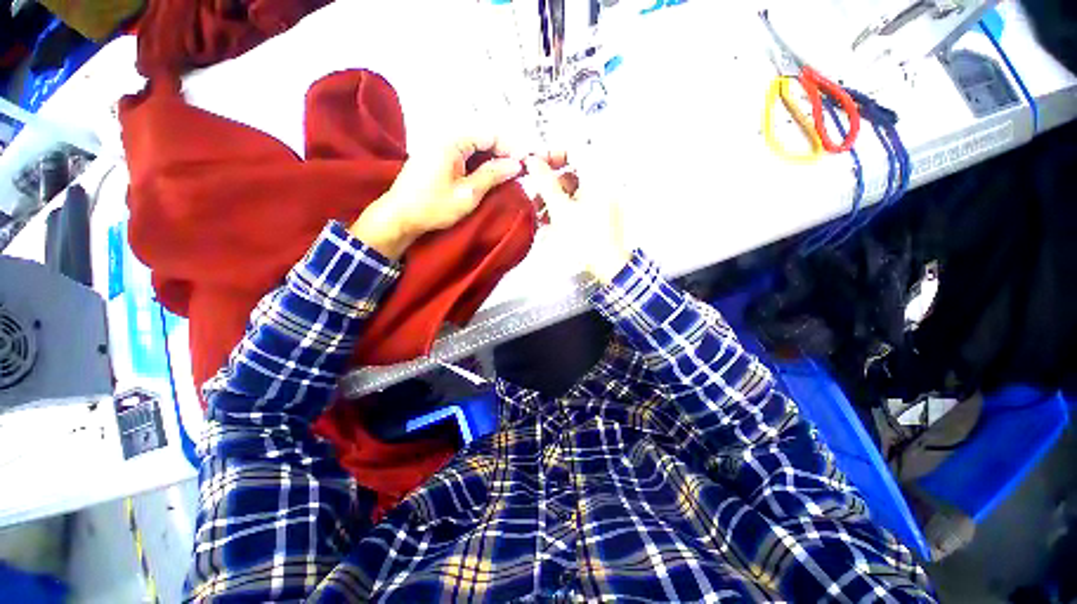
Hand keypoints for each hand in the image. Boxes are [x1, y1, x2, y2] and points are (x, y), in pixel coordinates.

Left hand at [350, 134, 523, 259]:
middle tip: (518, 171)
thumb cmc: (434, 206)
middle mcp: (445, 138)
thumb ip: (492, 175)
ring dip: (491, 159)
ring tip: (506, 175)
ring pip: (473, 147)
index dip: (510, 147)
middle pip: (481, 138)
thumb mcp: (468, 193)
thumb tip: (516, 164)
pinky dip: (478, 164)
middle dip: (502, 153)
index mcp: (452, 142)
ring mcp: (439, 147)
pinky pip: (464, 155)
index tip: (525, 163)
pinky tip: (487, 176)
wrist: (400, 216)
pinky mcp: (436, 158)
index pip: (489, 134)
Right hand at [524, 156, 629, 282]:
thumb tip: (531, 160)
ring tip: (540, 214)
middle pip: (572, 171)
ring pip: (573, 189)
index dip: (551, 155)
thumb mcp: (561, 209)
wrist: (608, 265)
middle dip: (550, 184)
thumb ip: (545, 182)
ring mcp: (603, 198)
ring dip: (554, 198)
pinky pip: (579, 202)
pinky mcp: (600, 211)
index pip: (574, 149)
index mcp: (598, 176)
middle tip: (535, 195)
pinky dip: (564, 208)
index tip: (535, 165)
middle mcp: (603, 182)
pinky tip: (551, 221)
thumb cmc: (586, 238)